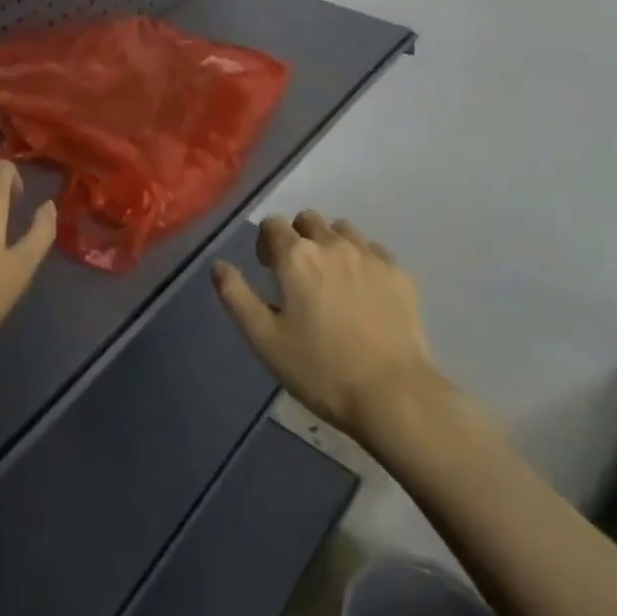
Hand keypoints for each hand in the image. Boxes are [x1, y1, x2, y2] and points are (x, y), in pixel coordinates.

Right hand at [213, 210, 439, 440]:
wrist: (394, 395)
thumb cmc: (320, 369)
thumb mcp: (264, 339)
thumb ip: (236, 296)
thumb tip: (218, 265)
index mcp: (295, 256)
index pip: (272, 224)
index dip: (266, 243)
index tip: (268, 270)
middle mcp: (331, 244)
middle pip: (308, 220)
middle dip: (298, 237)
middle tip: (297, 274)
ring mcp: (369, 256)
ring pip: (342, 230)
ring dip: (330, 244)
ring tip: (331, 279)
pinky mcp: (399, 273)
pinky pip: (373, 250)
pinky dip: (362, 260)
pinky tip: (363, 290)